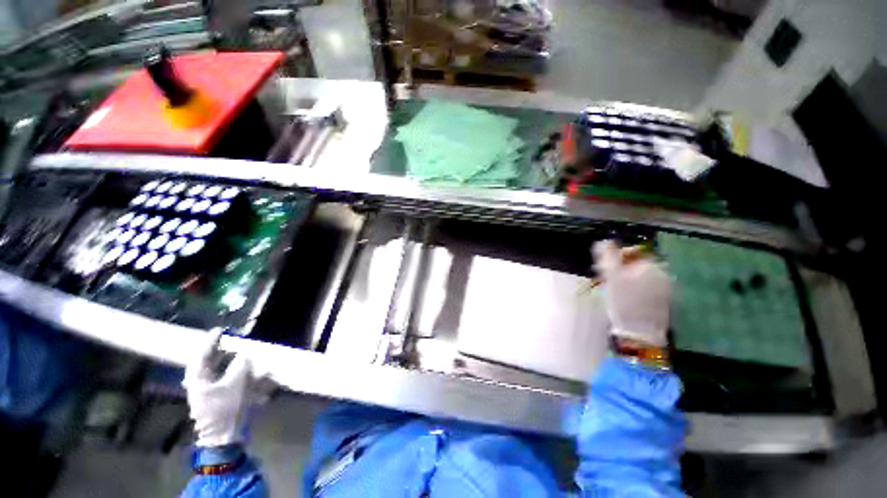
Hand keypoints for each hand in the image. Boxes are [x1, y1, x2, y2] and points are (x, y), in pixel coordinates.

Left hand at [183, 332, 252, 447]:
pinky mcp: (217, 397)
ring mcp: (208, 391)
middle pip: (209, 361)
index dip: (211, 341)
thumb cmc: (226, 409)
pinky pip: (225, 379)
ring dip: (230, 362)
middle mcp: (199, 383)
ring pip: (218, 370)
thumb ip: (239, 366)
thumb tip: (244, 355)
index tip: (220, 329)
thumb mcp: (235, 384)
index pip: (202, 354)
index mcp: (197, 379)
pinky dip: (235, 373)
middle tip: (233, 340)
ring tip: (242, 353)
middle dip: (222, 351)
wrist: (225, 437)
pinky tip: (247, 371)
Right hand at [593, 240, 670, 346]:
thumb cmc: (624, 301)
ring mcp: (666, 290)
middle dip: (619, 270)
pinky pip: (646, 289)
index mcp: (652, 266)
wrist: (640, 333)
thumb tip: (605, 241)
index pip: (632, 252)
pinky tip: (625, 300)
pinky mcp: (664, 302)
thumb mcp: (611, 276)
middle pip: (636, 265)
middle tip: (606, 280)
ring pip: (640, 277)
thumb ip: (608, 255)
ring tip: (614, 291)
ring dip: (625, 280)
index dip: (615, 257)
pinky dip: (634, 290)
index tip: (604, 268)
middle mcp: (663, 275)